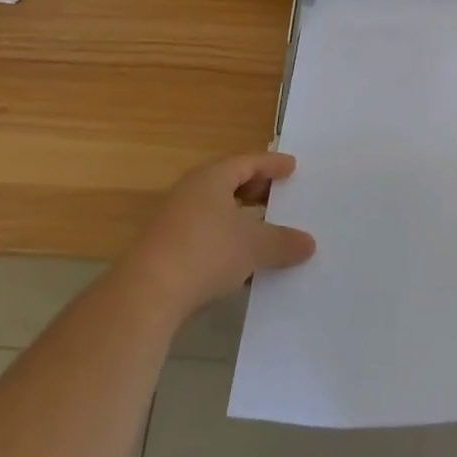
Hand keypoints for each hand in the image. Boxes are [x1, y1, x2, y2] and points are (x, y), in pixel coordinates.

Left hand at [121, 153, 315, 324]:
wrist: (147, 294)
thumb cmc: (206, 252)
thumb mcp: (254, 246)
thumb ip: (283, 242)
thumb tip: (309, 243)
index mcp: (212, 178)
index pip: (247, 162)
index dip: (272, 165)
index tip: (292, 167)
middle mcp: (191, 193)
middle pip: (229, 184)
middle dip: (256, 191)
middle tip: (280, 196)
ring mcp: (176, 222)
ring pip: (217, 213)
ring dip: (242, 221)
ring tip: (267, 232)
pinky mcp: (168, 251)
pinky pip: (207, 238)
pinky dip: (228, 244)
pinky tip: (244, 265)